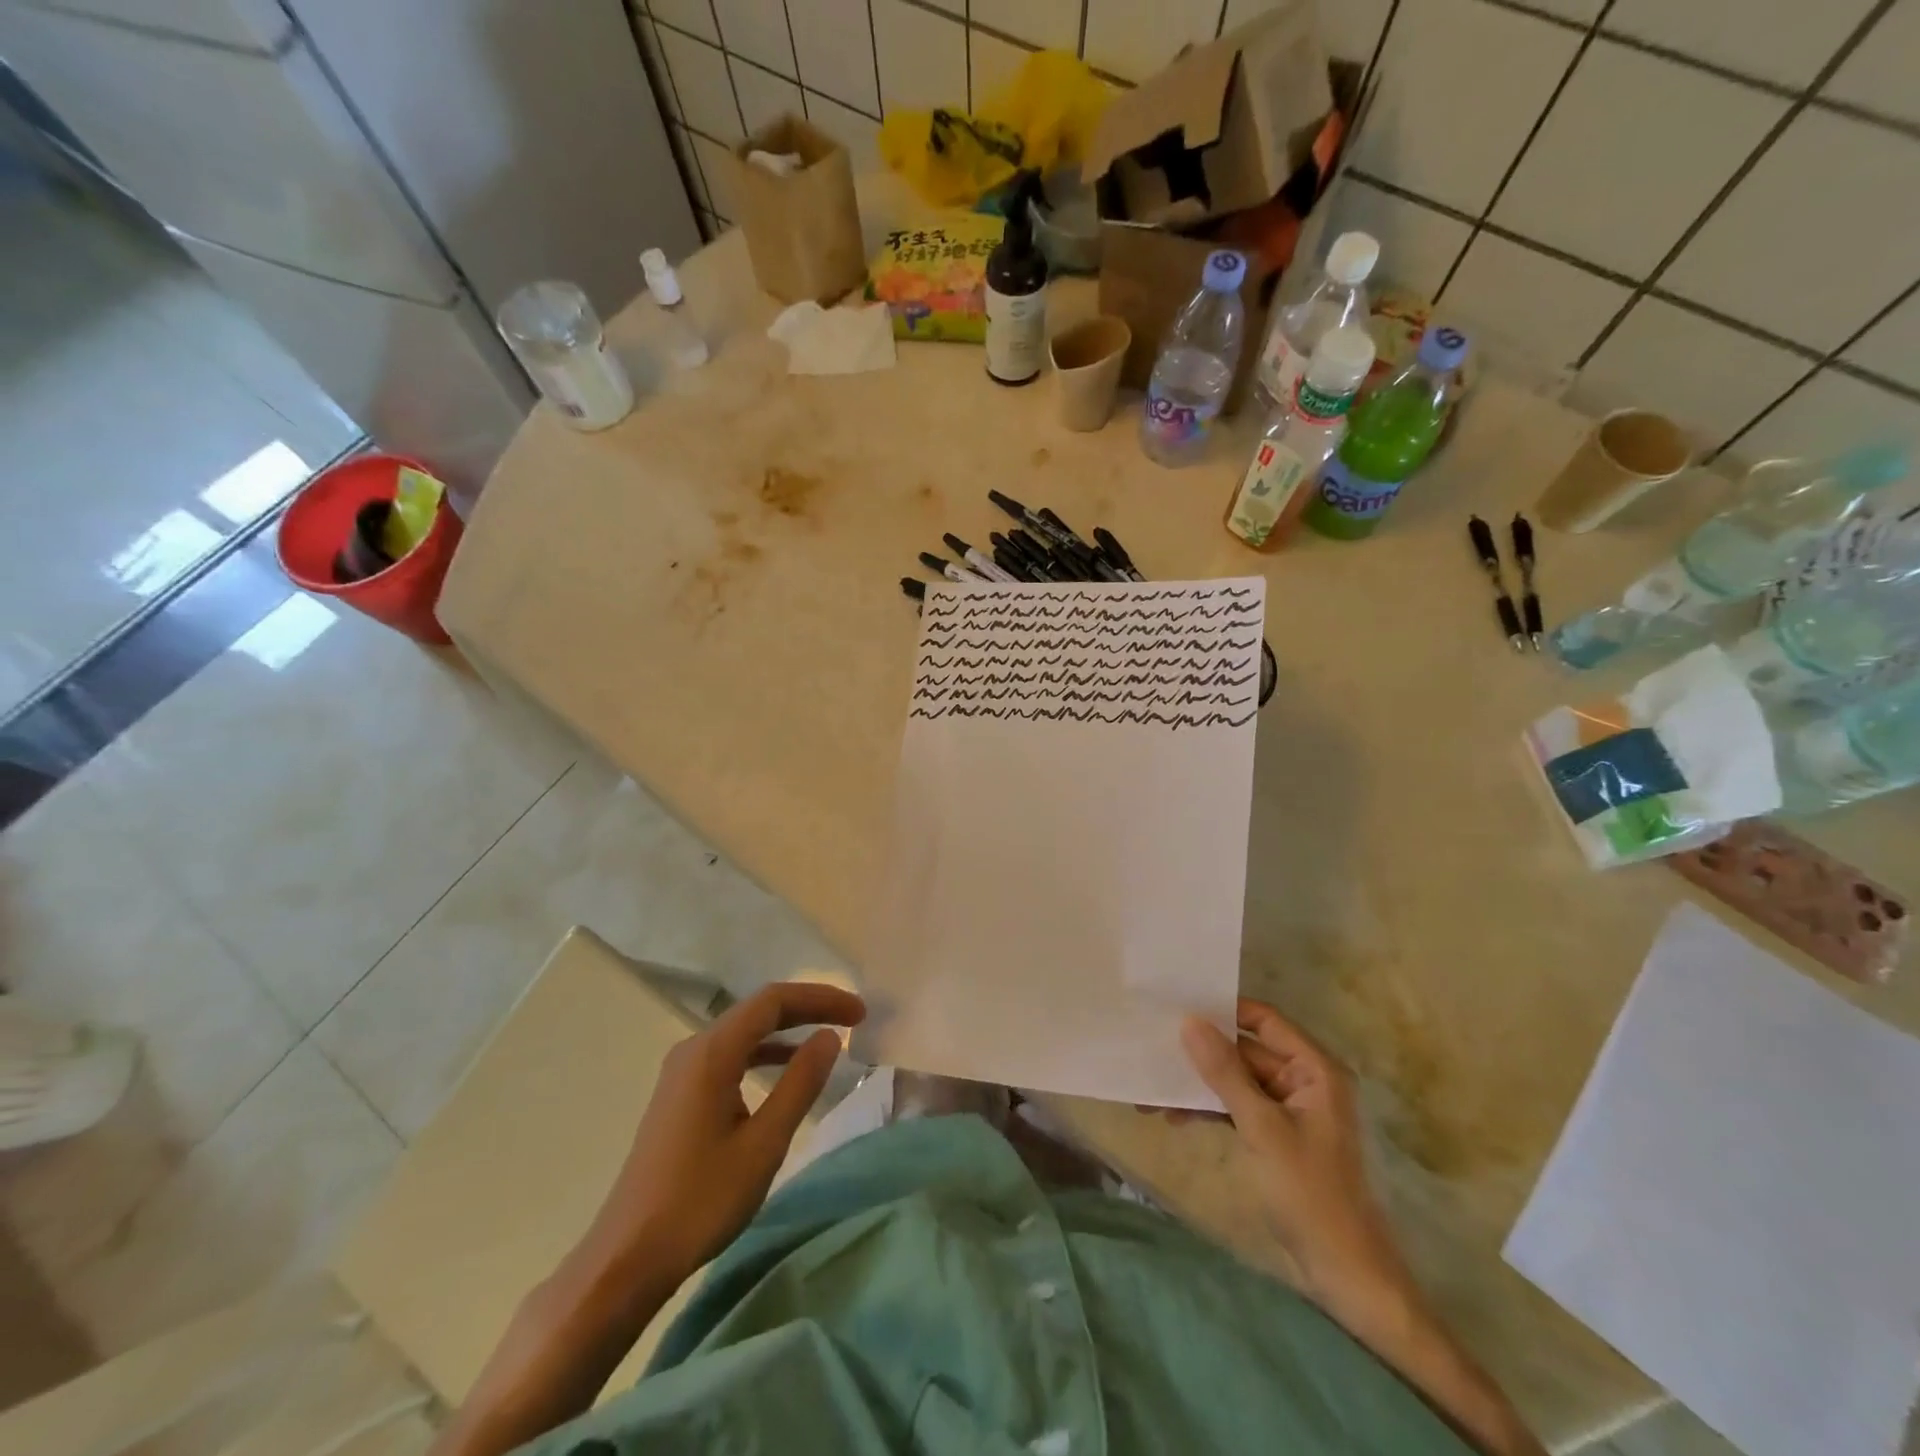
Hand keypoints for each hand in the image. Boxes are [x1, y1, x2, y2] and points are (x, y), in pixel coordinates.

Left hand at [581, 981, 866, 1291]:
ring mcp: (682, 1072)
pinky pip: (730, 1056)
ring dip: (787, 1030)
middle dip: (807, 1009)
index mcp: (712, 1052)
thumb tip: (829, 1036)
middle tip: (853, 1019)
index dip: (820, 998)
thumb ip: (800, 1083)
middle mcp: (694, 1049)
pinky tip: (784, 1072)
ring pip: (744, 1033)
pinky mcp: (679, 1095)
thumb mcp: (764, 1143)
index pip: (774, 1001)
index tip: (859, 1012)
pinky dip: (764, 1054)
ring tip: (827, 1040)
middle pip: (758, 1011)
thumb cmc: (701, 1199)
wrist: (627, 1257)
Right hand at [1181, 999, 1415, 1330]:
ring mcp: (1289, 1110)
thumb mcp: (1262, 1128)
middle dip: (1202, 1052)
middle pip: (1247, 1050)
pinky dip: (1209, 1108)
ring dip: (1200, 1084)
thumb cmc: (1310, 1193)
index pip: (1265, 1020)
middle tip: (1154, 1045)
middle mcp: (1304, 1081)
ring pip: (1238, 1080)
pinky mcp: (1276, 1135)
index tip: (1178, 1004)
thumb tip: (1190, 1022)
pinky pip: (1238, 1106)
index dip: (1224, 1010)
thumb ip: (1225, 1073)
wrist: (1344, 1273)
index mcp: (1315, 1070)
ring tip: (1153, 1089)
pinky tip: (1174, 1116)